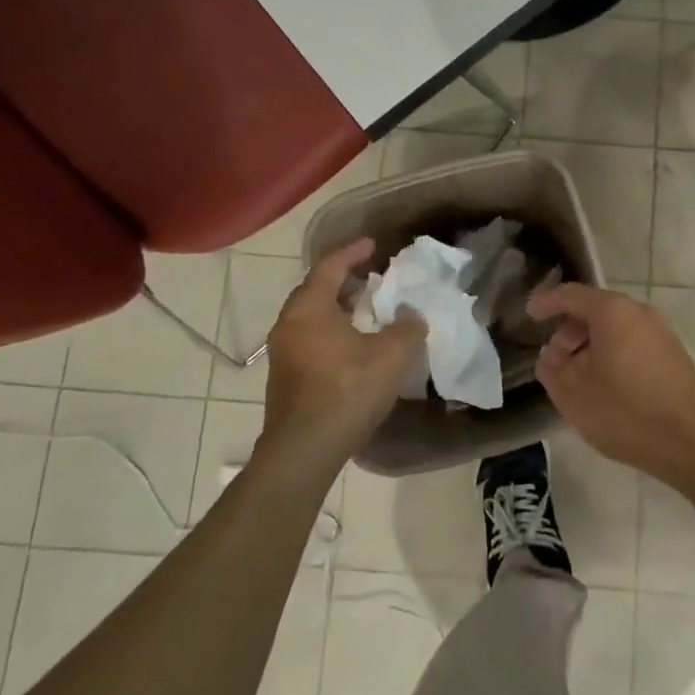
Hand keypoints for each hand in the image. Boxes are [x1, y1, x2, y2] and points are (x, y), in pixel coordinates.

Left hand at [261, 239, 424, 468]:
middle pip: (315, 291)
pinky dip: (331, 332)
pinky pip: (310, 340)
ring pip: (311, 318)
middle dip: (343, 281)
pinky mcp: (285, 380)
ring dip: (338, 310)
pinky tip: (353, 347)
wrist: (304, 451)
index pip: (329, 267)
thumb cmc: (347, 390)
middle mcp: (288, 325)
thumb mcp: (392, 354)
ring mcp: (282, 354)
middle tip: (370, 277)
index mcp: (309, 309)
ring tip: (366, 312)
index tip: (372, 244)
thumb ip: (408, 327)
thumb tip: (411, 316)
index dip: (352, 252)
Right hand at [527, 283, 694, 481]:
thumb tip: (551, 354)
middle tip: (554, 361)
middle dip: (569, 331)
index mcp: (612, 312)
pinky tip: (606, 387)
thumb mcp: (573, 394)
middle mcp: (639, 311)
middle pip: (594, 310)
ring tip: (578, 379)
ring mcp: (661, 331)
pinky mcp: (673, 354)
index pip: (571, 294)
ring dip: (590, 346)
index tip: (529, 315)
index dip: (546, 302)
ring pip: (615, 328)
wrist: (692, 442)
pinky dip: (612, 354)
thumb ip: (552, 368)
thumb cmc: (626, 412)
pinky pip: (632, 342)